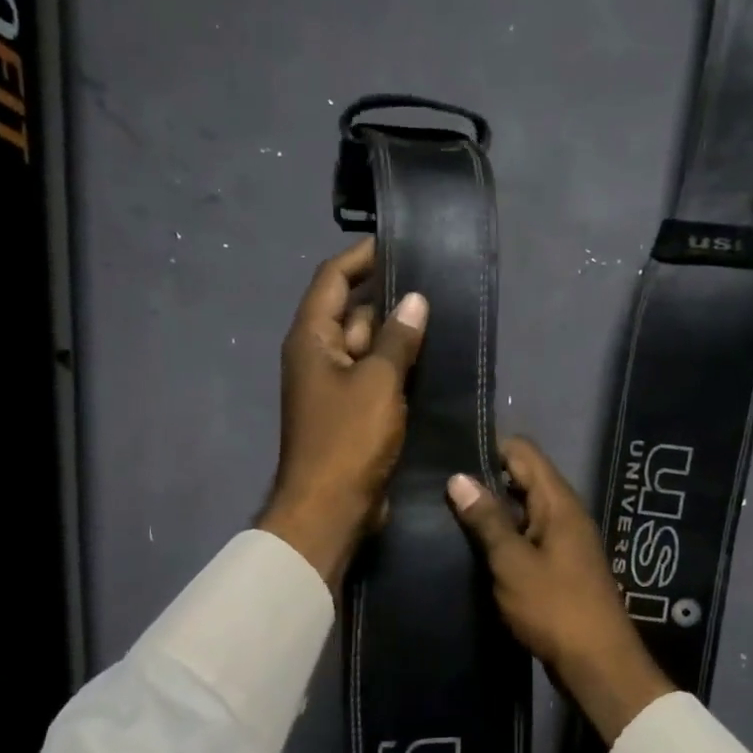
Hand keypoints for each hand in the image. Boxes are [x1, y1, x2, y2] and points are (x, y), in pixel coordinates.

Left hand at [259, 238, 426, 589]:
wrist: (330, 508)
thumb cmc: (348, 440)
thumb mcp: (377, 383)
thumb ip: (396, 339)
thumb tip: (413, 301)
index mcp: (311, 339)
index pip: (332, 279)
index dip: (361, 257)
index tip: (398, 245)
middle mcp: (318, 356)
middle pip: (351, 311)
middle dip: (388, 297)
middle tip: (433, 281)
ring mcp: (335, 387)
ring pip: (367, 346)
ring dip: (397, 334)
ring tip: (441, 314)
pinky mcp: (352, 413)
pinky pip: (375, 377)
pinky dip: (398, 367)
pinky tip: (432, 359)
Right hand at [448, 437, 672, 744]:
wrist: (598, 664)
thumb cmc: (555, 608)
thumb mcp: (513, 562)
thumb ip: (487, 520)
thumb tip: (458, 478)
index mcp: (558, 502)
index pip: (523, 452)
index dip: (489, 448)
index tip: (450, 456)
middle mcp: (564, 513)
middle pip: (522, 479)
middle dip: (484, 480)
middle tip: (439, 488)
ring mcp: (563, 541)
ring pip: (522, 511)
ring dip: (491, 513)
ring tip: (445, 515)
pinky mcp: (558, 567)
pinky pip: (527, 538)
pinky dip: (503, 538)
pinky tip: (472, 549)